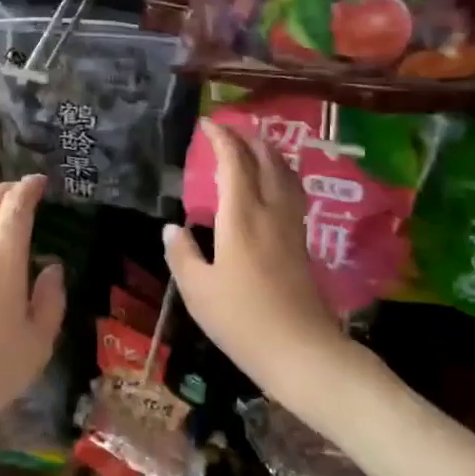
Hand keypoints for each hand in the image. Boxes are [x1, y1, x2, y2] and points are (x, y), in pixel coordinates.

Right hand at [163, 121, 368, 421]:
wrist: (301, 351)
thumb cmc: (242, 320)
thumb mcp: (198, 290)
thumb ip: (182, 255)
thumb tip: (172, 228)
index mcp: (241, 217)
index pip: (234, 162)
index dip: (222, 138)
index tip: (207, 124)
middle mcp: (270, 212)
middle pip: (267, 160)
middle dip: (249, 138)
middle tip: (230, 129)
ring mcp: (292, 227)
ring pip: (286, 175)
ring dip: (269, 153)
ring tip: (254, 147)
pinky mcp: (302, 244)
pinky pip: (292, 193)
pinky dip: (279, 176)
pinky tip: (273, 187)